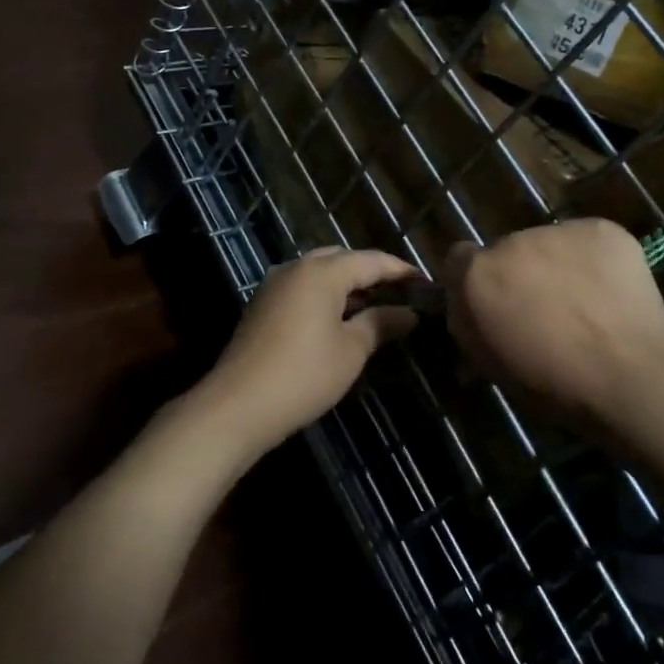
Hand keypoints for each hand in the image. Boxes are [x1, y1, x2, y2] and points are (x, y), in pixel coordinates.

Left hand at [199, 247, 420, 456]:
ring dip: (346, 284)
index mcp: (323, 271)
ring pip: (319, 272)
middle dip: (371, 272)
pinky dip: (324, 295)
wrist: (238, 405)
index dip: (400, 270)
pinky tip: (338, 319)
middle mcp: (297, 267)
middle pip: (342, 259)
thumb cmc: (304, 374)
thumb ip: (381, 323)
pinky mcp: (262, 305)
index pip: (371, 260)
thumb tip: (409, 313)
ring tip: (374, 306)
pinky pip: (302, 287)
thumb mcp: (351, 350)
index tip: (425, 283)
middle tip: (399, 293)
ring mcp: (275, 284)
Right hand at [442, 220, 663, 425]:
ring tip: (585, 301)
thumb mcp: (490, 364)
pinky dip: (594, 260)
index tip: (495, 304)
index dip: (475, 281)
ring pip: (550, 243)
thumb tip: (467, 310)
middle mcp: (511, 241)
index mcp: (477, 275)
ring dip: (557, 264)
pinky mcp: (602, 228)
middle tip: (546, 308)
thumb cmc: (551, 385)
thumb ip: (469, 324)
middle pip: (508, 250)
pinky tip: (609, 290)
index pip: (459, 259)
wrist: (629, 379)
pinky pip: (588, 240)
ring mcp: (559, 230)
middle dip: (521, 273)